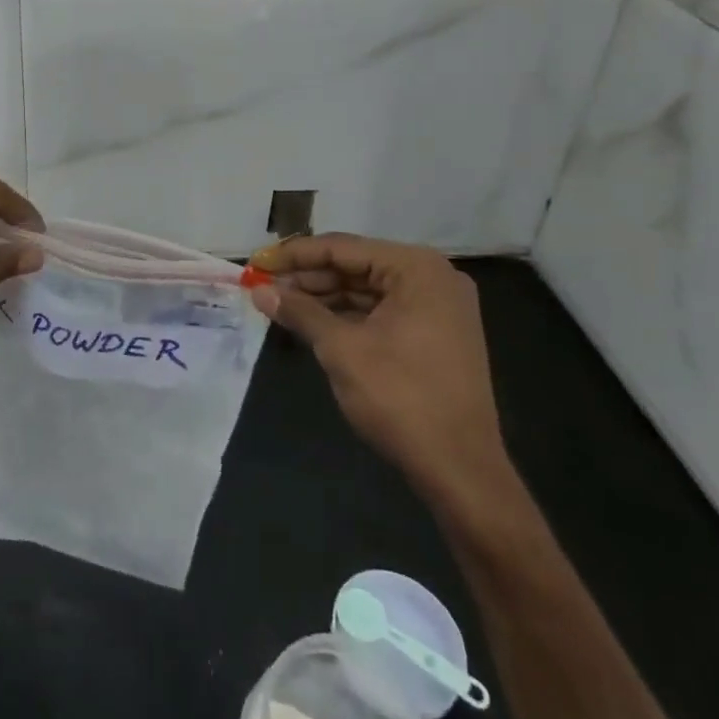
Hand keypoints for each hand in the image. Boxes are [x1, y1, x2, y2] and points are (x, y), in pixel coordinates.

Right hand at [248, 234, 517, 521]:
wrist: (461, 470)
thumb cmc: (400, 398)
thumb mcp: (341, 349)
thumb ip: (300, 311)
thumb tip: (259, 290)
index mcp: (416, 269)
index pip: (342, 248)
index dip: (295, 255)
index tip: (257, 262)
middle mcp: (432, 278)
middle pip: (356, 265)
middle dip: (309, 277)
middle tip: (264, 286)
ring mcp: (438, 308)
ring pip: (367, 289)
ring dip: (324, 297)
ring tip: (281, 304)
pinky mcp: (435, 335)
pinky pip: (382, 311)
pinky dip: (348, 316)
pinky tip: (313, 322)